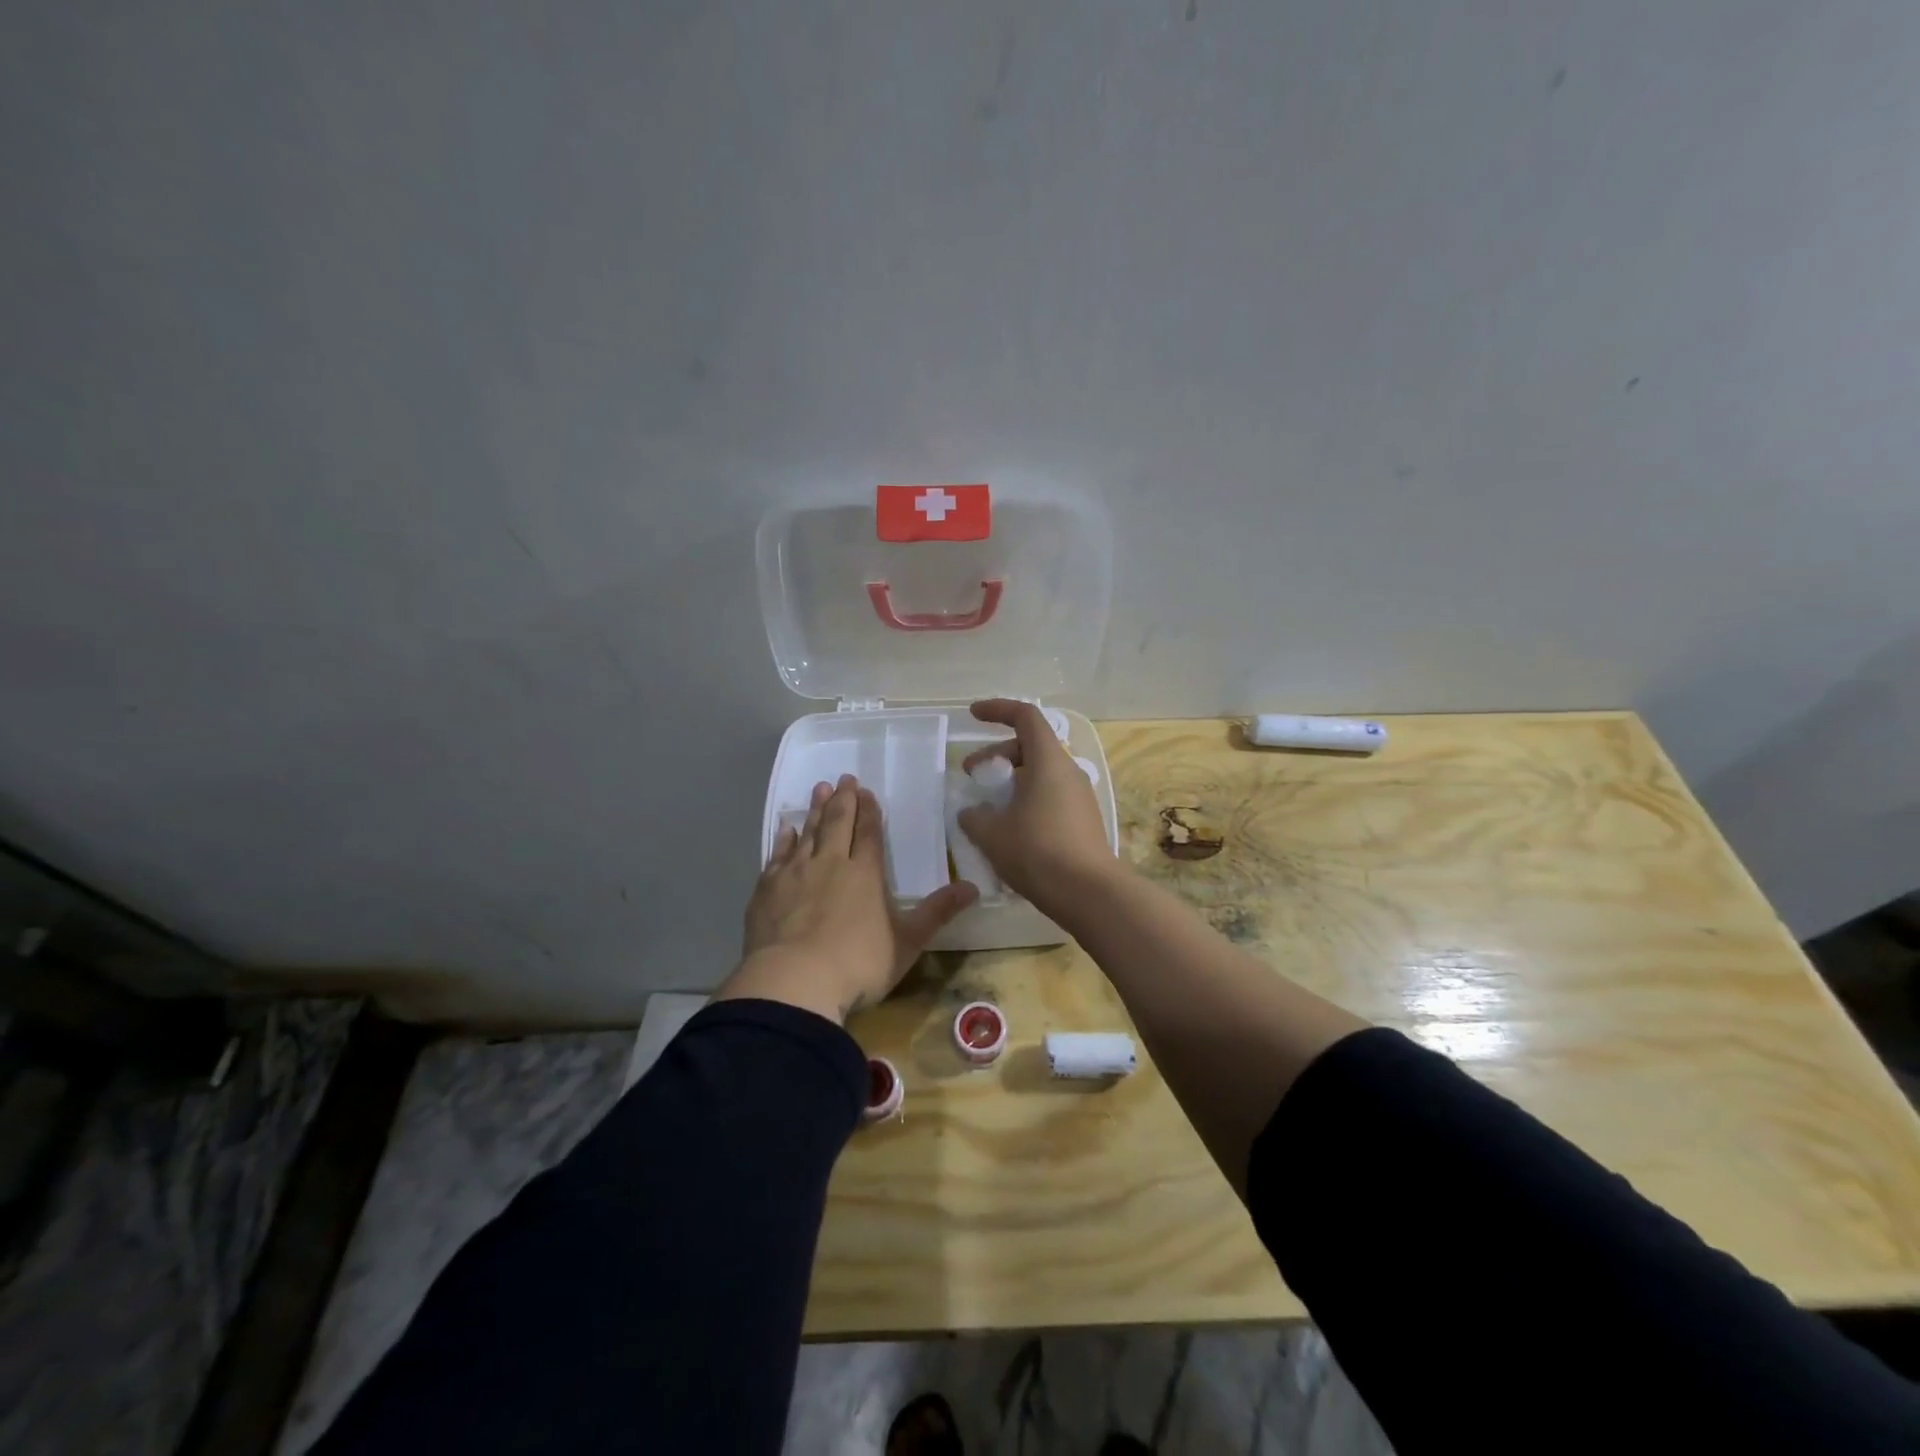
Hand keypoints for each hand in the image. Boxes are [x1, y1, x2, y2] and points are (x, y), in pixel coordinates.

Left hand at [719, 775, 978, 1024]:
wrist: (794, 981)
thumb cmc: (858, 964)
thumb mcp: (907, 942)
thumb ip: (937, 913)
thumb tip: (974, 888)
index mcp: (865, 873)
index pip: (869, 833)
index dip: (869, 811)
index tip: (866, 791)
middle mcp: (830, 863)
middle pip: (838, 823)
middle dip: (843, 800)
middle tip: (843, 778)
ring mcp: (796, 874)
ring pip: (808, 832)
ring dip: (815, 810)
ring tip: (819, 788)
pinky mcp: (767, 889)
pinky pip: (778, 855)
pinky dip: (784, 839)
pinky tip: (786, 829)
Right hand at [956, 699, 1116, 916]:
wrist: (1089, 893)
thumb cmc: (1037, 852)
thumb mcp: (993, 835)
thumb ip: (975, 818)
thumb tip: (971, 813)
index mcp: (1048, 761)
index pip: (1025, 716)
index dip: (998, 709)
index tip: (973, 715)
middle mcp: (1068, 771)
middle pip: (1031, 745)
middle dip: (997, 753)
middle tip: (972, 774)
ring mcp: (1080, 796)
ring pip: (1041, 772)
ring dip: (1012, 779)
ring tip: (989, 805)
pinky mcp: (1084, 819)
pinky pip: (1051, 794)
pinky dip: (1027, 798)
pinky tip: (1011, 827)